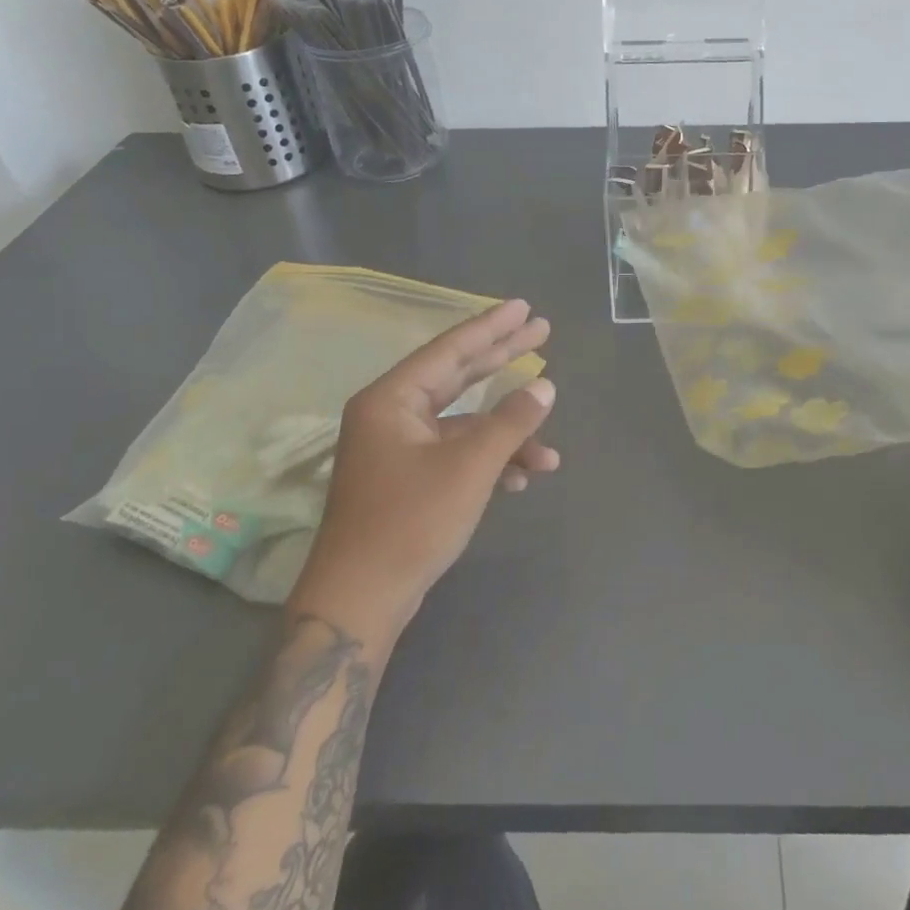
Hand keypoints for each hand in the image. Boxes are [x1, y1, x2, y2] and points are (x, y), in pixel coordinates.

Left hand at [289, 299, 557, 642]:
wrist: (359, 603)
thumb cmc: (410, 523)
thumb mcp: (469, 467)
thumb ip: (511, 421)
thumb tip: (545, 387)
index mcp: (392, 399)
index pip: (451, 349)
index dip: (492, 327)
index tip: (523, 307)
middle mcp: (391, 415)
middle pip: (458, 376)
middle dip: (503, 360)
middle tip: (542, 332)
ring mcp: (398, 449)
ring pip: (463, 424)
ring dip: (506, 436)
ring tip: (549, 451)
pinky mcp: (407, 479)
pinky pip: (456, 454)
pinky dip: (488, 461)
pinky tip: (520, 480)